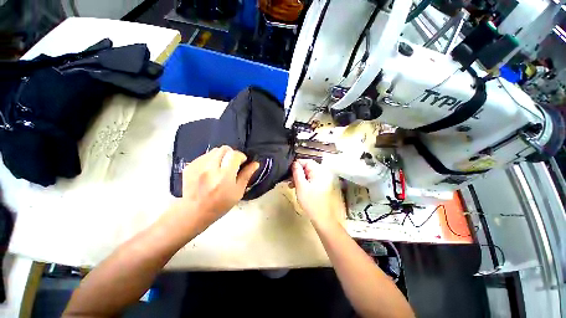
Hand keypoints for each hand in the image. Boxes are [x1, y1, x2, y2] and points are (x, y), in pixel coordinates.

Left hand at [165, 146, 258, 233]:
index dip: (241, 156)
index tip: (242, 162)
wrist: (193, 212)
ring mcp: (198, 166)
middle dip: (231, 154)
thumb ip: (246, 175)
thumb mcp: (238, 192)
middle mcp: (210, 168)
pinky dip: (211, 160)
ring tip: (221, 167)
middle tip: (232, 164)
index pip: (235, 155)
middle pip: (224, 149)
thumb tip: (255, 163)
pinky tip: (210, 171)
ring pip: (214, 150)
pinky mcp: (190, 166)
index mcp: (224, 176)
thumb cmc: (220, 205)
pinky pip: (205, 156)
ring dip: (221, 156)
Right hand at [292, 160, 345, 228]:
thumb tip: (294, 163)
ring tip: (291, 184)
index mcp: (319, 172)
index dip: (296, 164)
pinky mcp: (320, 185)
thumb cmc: (311, 202)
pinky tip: (296, 187)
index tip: (288, 170)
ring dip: (299, 178)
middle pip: (307, 167)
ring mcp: (322, 180)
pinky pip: (310, 179)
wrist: (322, 218)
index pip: (306, 161)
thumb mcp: (301, 186)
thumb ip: (297, 172)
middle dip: (297, 172)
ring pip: (307, 174)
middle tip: (288, 179)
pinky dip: (303, 182)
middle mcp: (322, 173)